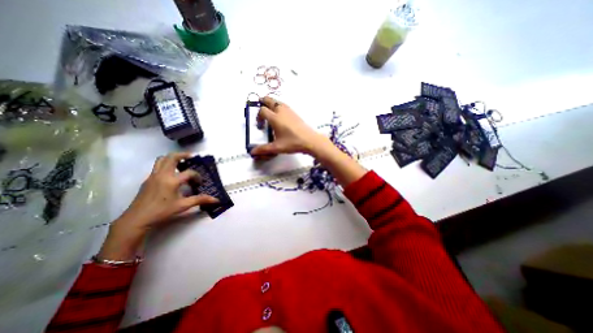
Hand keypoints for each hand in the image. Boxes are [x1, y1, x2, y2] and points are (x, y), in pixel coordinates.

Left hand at [97, 151, 216, 262]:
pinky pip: (157, 167)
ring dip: (172, 158)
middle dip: (183, 154)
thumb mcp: (183, 206)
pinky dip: (166, 165)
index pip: (189, 172)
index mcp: (172, 181)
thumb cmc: (161, 212)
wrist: (137, 219)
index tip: (199, 183)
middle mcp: (162, 175)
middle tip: (191, 157)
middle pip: (172, 157)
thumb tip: (216, 200)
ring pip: (161, 159)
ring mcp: (153, 176)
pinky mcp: (147, 180)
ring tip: (181, 162)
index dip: (197, 176)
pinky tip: (171, 174)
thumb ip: (200, 200)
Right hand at [248, 97, 325, 157]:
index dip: (258, 116)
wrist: (310, 140)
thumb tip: (252, 152)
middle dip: (263, 101)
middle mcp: (281, 111)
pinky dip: (279, 106)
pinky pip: (284, 106)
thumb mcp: (277, 147)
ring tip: (270, 110)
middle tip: (260, 106)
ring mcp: (289, 111)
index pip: (262, 110)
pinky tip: (281, 115)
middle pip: (269, 100)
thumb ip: (264, 149)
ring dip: (272, 103)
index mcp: (275, 118)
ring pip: (278, 102)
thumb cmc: (292, 143)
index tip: (260, 125)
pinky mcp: (295, 113)